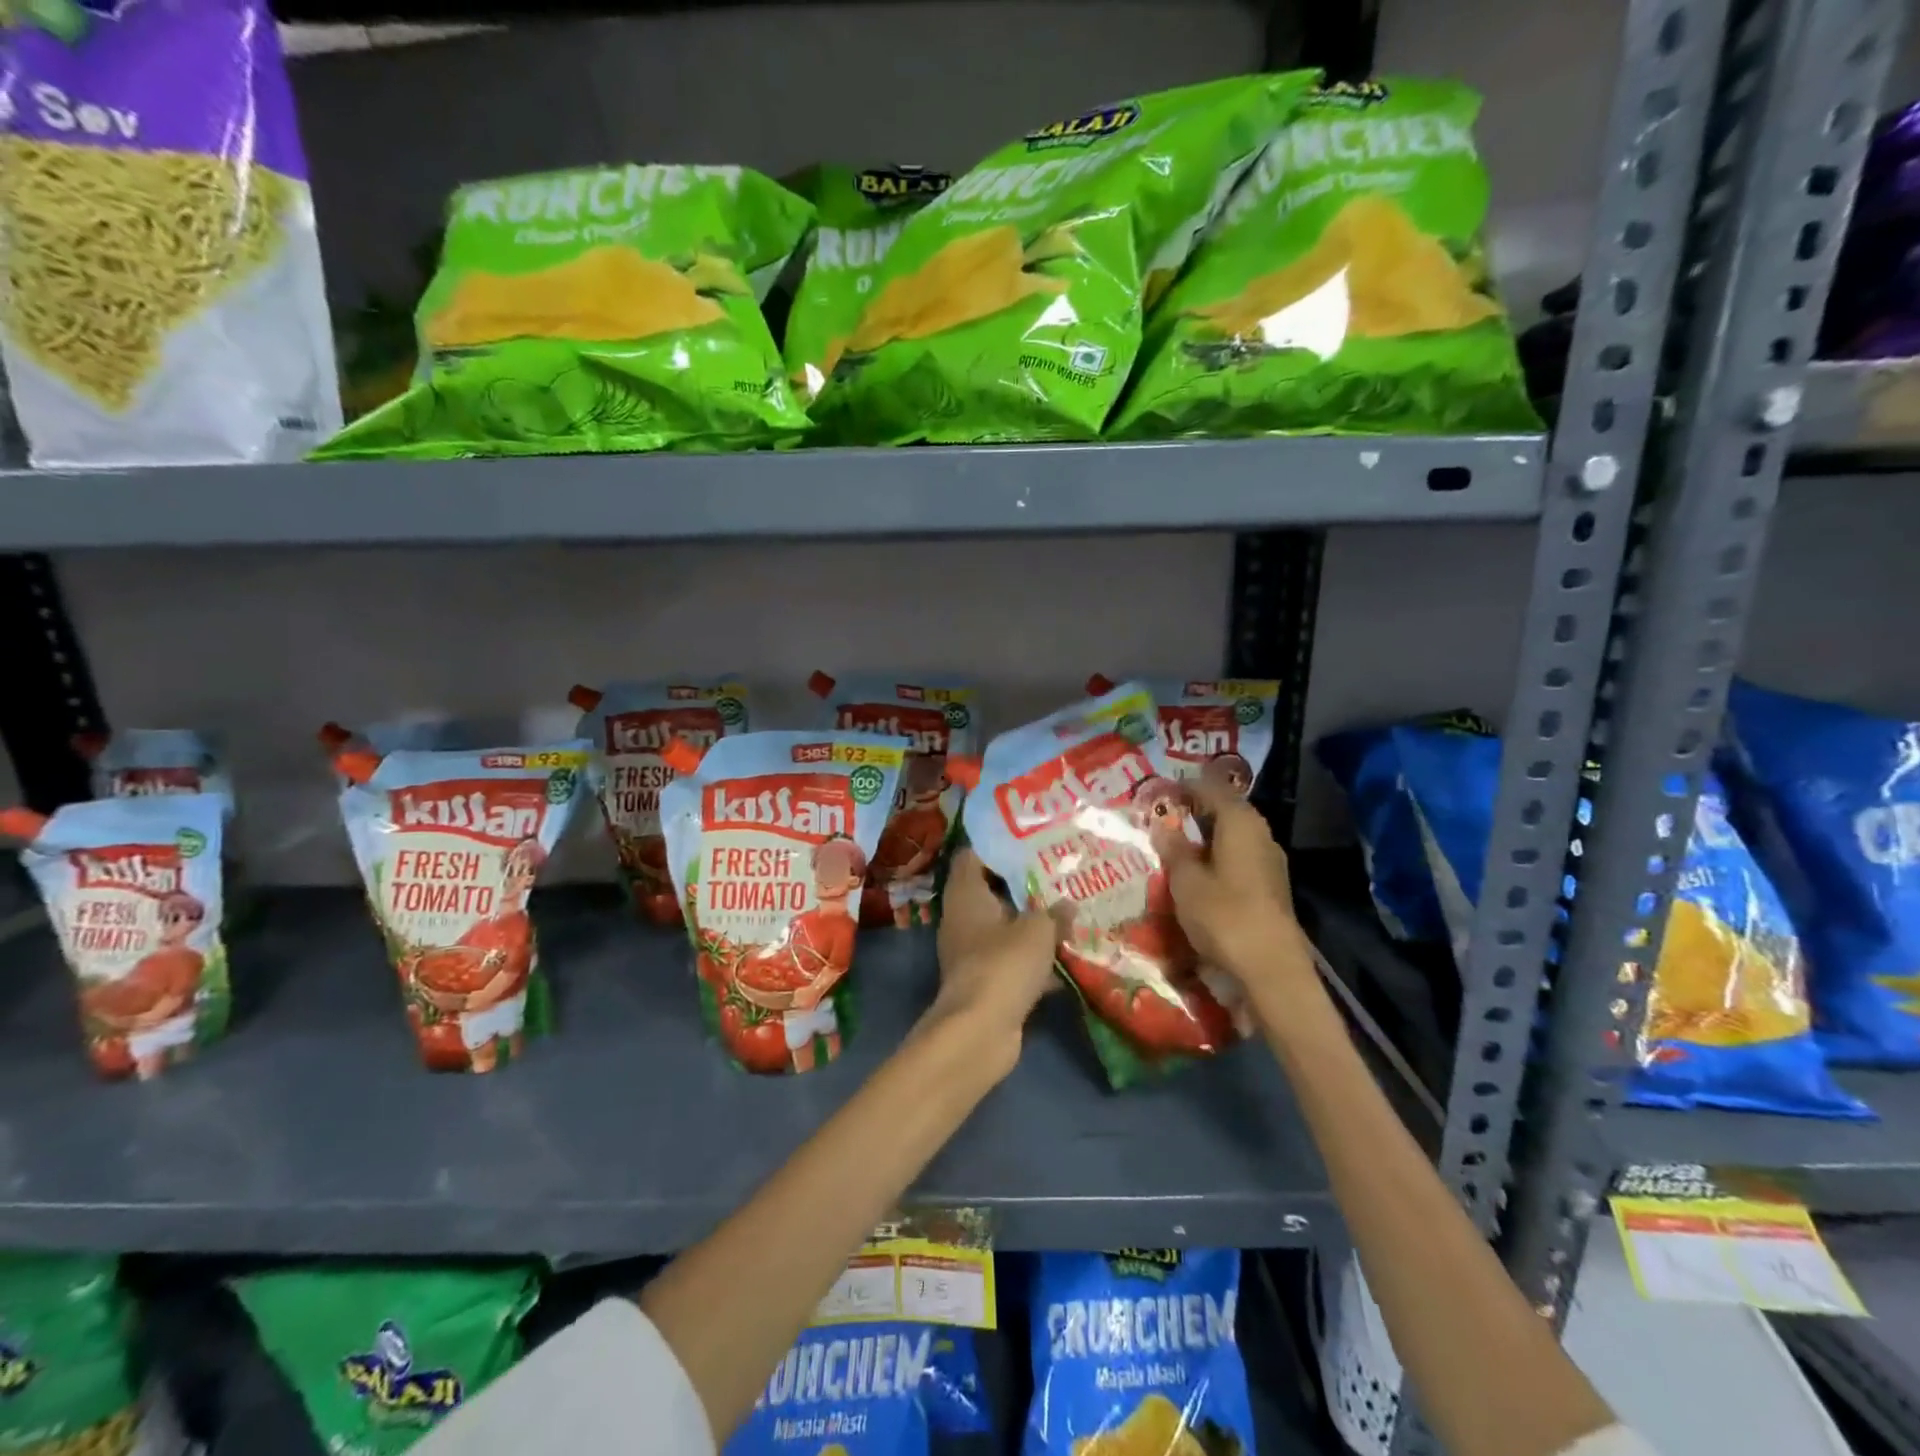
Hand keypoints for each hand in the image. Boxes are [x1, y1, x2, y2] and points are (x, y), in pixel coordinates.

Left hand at [929, 849, 1061, 1071]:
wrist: (980, 1031)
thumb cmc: (1004, 964)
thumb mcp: (1038, 930)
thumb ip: (1054, 913)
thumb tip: (1069, 905)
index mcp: (966, 894)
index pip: (973, 855)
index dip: (998, 845)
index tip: (1030, 840)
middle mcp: (963, 918)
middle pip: (992, 890)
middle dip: (1025, 884)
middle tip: (1060, 873)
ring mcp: (972, 951)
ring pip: (1006, 927)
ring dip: (1033, 923)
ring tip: (1070, 908)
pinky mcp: (986, 980)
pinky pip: (1013, 959)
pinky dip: (1035, 958)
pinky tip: (1068, 955)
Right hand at [1162, 779, 1307, 988]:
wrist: (1271, 969)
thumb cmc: (1224, 915)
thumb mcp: (1186, 881)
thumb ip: (1173, 849)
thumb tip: (1162, 824)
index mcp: (1240, 822)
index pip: (1209, 789)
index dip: (1182, 787)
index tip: (1157, 794)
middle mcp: (1260, 833)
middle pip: (1224, 811)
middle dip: (1193, 813)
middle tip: (1161, 821)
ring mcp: (1270, 862)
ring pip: (1232, 837)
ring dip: (1205, 839)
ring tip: (1174, 848)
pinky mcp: (1271, 887)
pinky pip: (1238, 859)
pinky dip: (1216, 859)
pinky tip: (1197, 875)